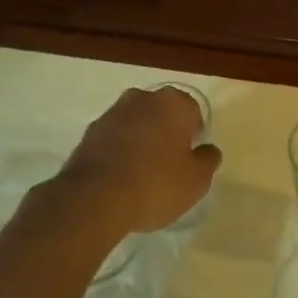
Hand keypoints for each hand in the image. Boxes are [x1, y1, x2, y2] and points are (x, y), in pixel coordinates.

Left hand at [59, 86, 220, 231]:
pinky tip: (120, 178)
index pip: (192, 112)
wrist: (94, 199)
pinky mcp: (89, 132)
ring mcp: (112, 113)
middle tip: (168, 164)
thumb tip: (207, 150)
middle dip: (166, 132)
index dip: (194, 135)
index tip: (190, 159)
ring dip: (141, 140)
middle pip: (162, 113)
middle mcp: (142, 98)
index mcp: (173, 103)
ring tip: (141, 174)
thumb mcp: (196, 180)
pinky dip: (119, 151)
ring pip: (136, 123)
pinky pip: (114, 138)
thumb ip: (208, 160)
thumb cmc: (155, 184)